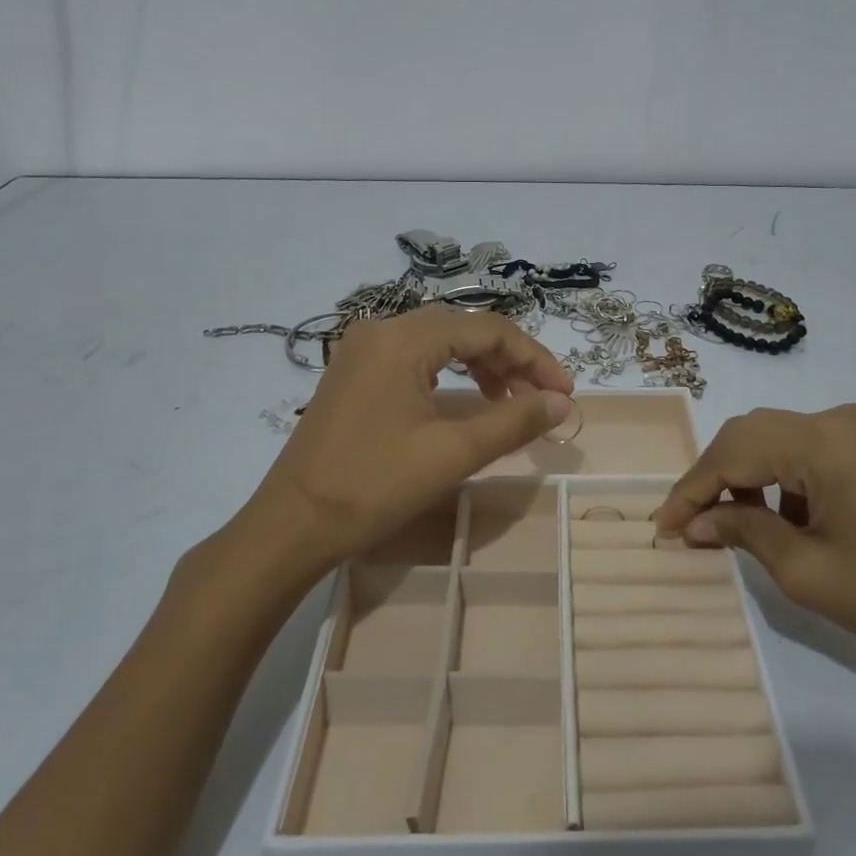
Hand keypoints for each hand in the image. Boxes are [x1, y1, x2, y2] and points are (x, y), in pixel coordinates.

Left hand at [239, 307, 573, 579]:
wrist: (291, 527)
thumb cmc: (373, 487)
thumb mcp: (453, 453)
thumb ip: (513, 421)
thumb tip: (562, 404)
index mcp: (403, 338)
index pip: (487, 329)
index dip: (534, 358)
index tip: (564, 394)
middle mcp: (380, 330)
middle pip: (463, 329)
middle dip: (509, 359)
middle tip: (541, 397)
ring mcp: (361, 350)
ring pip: (439, 341)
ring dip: (481, 365)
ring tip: (509, 399)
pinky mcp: (353, 373)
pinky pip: (414, 357)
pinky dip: (449, 373)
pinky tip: (465, 399)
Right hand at [655, 404, 855, 681]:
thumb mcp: (805, 570)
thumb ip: (741, 531)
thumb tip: (693, 523)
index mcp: (824, 441)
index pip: (734, 452)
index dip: (692, 489)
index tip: (661, 526)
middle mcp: (838, 419)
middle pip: (751, 435)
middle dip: (713, 478)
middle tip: (686, 524)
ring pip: (775, 441)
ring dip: (743, 478)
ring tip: (725, 526)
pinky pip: (804, 452)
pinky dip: (778, 481)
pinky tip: (773, 519)